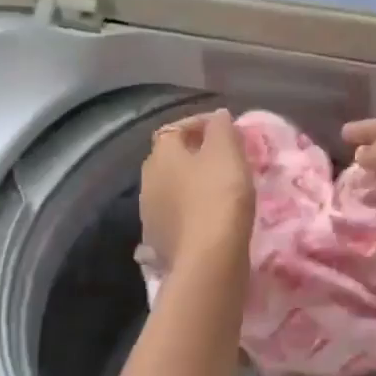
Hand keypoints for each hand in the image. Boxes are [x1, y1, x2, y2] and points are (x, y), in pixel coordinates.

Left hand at [139, 109, 254, 269]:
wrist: (208, 259)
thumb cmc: (219, 196)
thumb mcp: (227, 152)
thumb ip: (221, 128)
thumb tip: (217, 116)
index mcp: (162, 154)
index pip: (176, 128)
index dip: (200, 124)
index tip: (227, 130)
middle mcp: (148, 180)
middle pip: (170, 158)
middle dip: (194, 155)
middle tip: (224, 159)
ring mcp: (150, 213)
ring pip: (172, 188)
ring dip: (191, 185)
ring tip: (219, 189)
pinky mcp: (159, 241)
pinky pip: (176, 216)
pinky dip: (190, 211)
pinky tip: (209, 218)